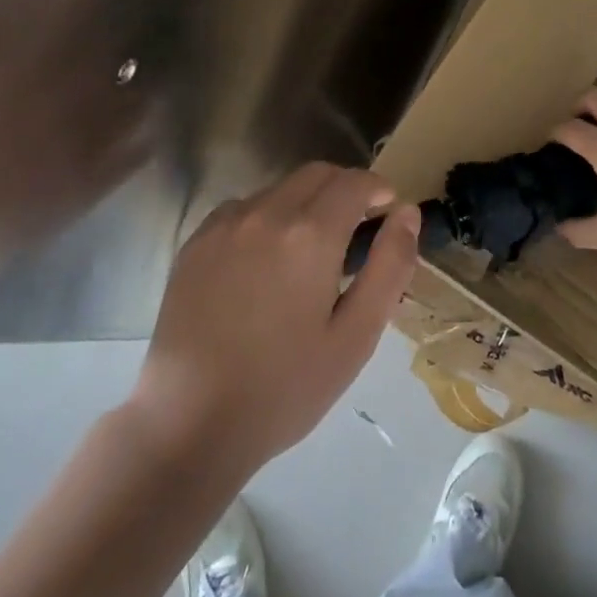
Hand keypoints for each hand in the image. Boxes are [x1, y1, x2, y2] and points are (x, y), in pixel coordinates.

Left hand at [132, 164, 419, 479]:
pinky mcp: (195, 242)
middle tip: (356, 228)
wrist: (189, 421)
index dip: (378, 188)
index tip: (387, 211)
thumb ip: (389, 267)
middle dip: (345, 188)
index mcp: (309, 234)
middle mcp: (265, 213)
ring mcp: (224, 224)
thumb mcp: (355, 336)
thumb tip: (407, 213)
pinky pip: (243, 208)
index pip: (354, 182)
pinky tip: (264, 262)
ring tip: (309, 251)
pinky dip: (267, 217)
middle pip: (317, 174)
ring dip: (305, 202)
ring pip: (279, 189)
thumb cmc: (284, 387)